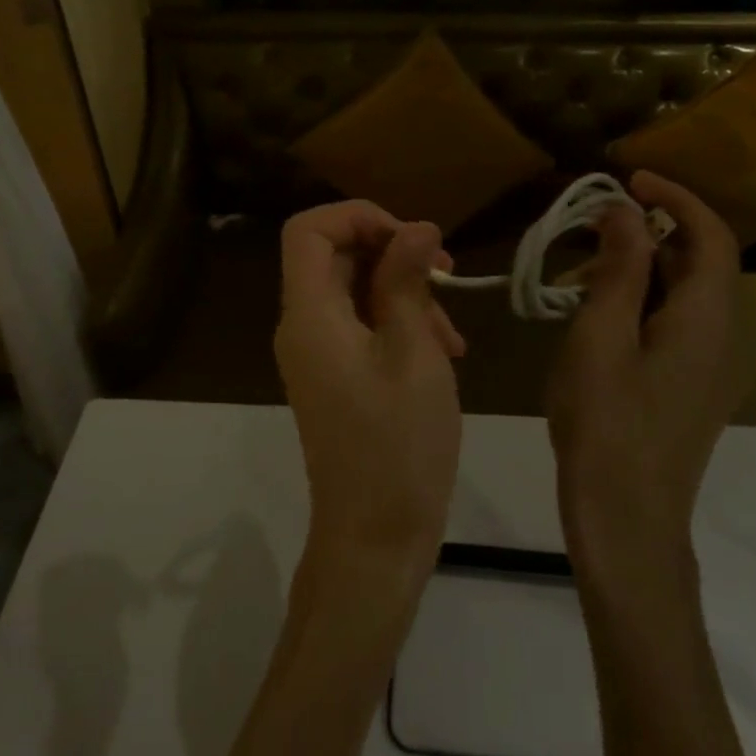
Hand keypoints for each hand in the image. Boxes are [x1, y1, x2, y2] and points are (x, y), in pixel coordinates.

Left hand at [274, 202, 465, 563]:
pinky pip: (361, 326)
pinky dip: (398, 324)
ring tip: (453, 334)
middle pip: (335, 256)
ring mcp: (317, 353)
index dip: (358, 216)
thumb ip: (407, 282)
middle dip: (393, 255)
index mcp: (309, 314)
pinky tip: (443, 353)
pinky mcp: (335, 375)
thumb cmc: (399, 444)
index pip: (308, 230)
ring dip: (405, 294)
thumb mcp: (414, 352)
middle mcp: (303, 326)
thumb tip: (416, 226)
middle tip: (446, 275)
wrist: (375, 538)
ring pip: (354, 290)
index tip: (411, 238)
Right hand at [546, 172, 742, 578]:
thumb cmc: (607, 423)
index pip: (711, 236)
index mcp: (708, 319)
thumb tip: (627, 211)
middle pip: (700, 263)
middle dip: (650, 234)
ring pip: (684, 296)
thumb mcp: (602, 336)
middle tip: (589, 229)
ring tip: (582, 273)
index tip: (629, 179)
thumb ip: (620, 268)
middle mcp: (724, 338)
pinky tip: (596, 318)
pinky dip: (641, 303)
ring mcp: (712, 369)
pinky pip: (675, 326)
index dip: (675, 198)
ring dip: (641, 270)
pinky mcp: (693, 390)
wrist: (627, 521)